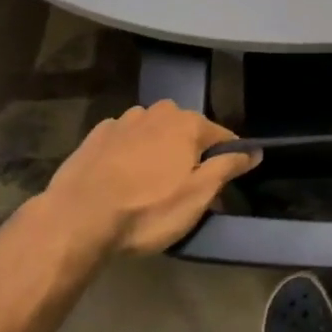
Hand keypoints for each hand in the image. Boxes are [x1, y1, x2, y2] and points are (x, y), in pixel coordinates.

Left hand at [44, 101, 259, 255]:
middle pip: (186, 131)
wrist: (77, 219)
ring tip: (149, 184)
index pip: (222, 137)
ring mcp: (125, 121)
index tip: (225, 181)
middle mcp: (159, 112)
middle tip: (183, 188)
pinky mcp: (96, 135)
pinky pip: (124, 140)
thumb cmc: (147, 210)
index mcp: (188, 124)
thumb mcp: (197, 196)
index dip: (228, 158)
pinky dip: (128, 153)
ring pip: (153, 132)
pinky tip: (120, 177)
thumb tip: (255, 150)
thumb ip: (228, 167)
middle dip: (189, 153)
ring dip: (157, 151)